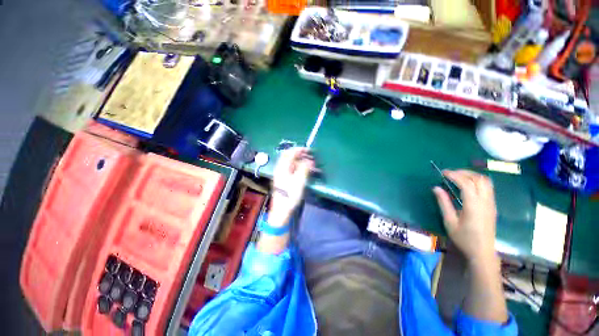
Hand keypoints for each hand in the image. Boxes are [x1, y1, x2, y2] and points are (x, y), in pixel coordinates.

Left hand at [269, 147, 315, 224]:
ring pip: (293, 164)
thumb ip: (304, 168)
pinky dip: (301, 168)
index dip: (299, 149)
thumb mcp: (299, 181)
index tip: (309, 150)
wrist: (282, 210)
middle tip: (312, 157)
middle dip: (301, 155)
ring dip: (302, 162)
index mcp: (282, 168)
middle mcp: (281, 169)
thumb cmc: (290, 195)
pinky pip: (293, 170)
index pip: (289, 153)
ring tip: (312, 165)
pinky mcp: (285, 180)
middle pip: (290, 157)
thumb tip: (309, 160)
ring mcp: (283, 175)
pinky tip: (308, 172)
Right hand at [432, 170, 497, 264]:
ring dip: (472, 175)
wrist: (482, 252)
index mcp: (474, 206)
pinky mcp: (492, 206)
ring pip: (486, 181)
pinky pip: (488, 187)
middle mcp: (485, 201)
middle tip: (450, 173)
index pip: (466, 183)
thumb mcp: (449, 221)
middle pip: (478, 179)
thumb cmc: (464, 238)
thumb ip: (443, 203)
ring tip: (458, 176)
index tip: (443, 173)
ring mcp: (491, 203)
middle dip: (464, 172)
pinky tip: (468, 185)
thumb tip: (436, 188)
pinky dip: (477, 181)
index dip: (454, 175)